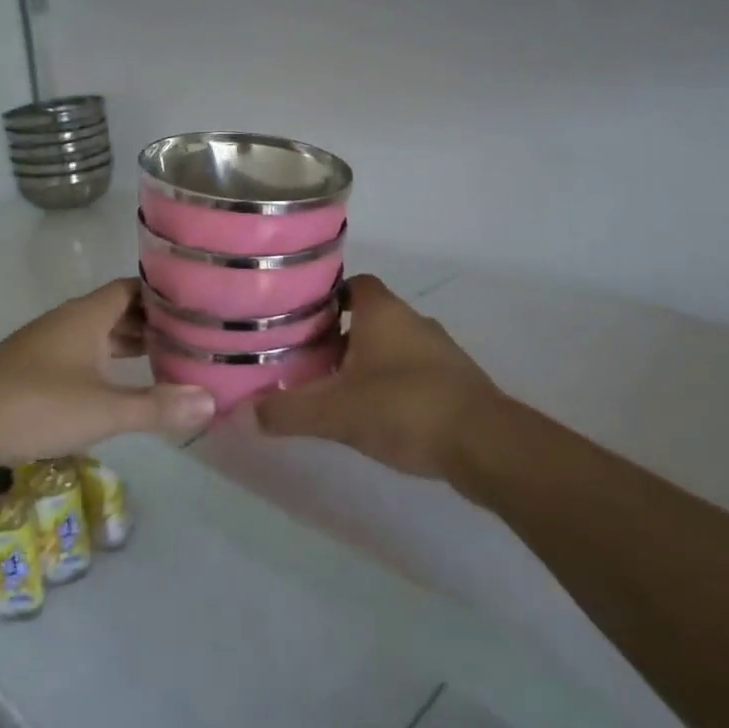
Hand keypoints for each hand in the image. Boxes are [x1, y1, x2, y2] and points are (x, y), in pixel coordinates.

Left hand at [0, 278, 213, 466]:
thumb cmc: (35, 405)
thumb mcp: (103, 409)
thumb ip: (157, 406)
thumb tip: (211, 400)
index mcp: (88, 314)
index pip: (135, 288)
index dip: (166, 293)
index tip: (200, 304)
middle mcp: (71, 321)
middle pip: (121, 310)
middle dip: (156, 323)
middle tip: (196, 338)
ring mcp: (52, 345)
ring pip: (102, 335)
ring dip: (133, 345)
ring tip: (172, 361)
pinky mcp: (38, 369)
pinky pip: (86, 356)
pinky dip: (111, 364)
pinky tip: (126, 386)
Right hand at [252, 275, 497, 480]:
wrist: (485, 443)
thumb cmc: (404, 408)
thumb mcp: (335, 412)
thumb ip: (287, 411)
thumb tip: (243, 414)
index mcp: (382, 311)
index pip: (350, 284)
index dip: (324, 298)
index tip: (298, 321)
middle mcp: (412, 320)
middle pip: (367, 316)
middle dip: (338, 336)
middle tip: (307, 361)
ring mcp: (439, 350)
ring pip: (391, 345)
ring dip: (366, 362)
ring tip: (336, 390)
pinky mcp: (456, 381)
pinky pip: (413, 371)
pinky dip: (392, 383)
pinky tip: (377, 414)